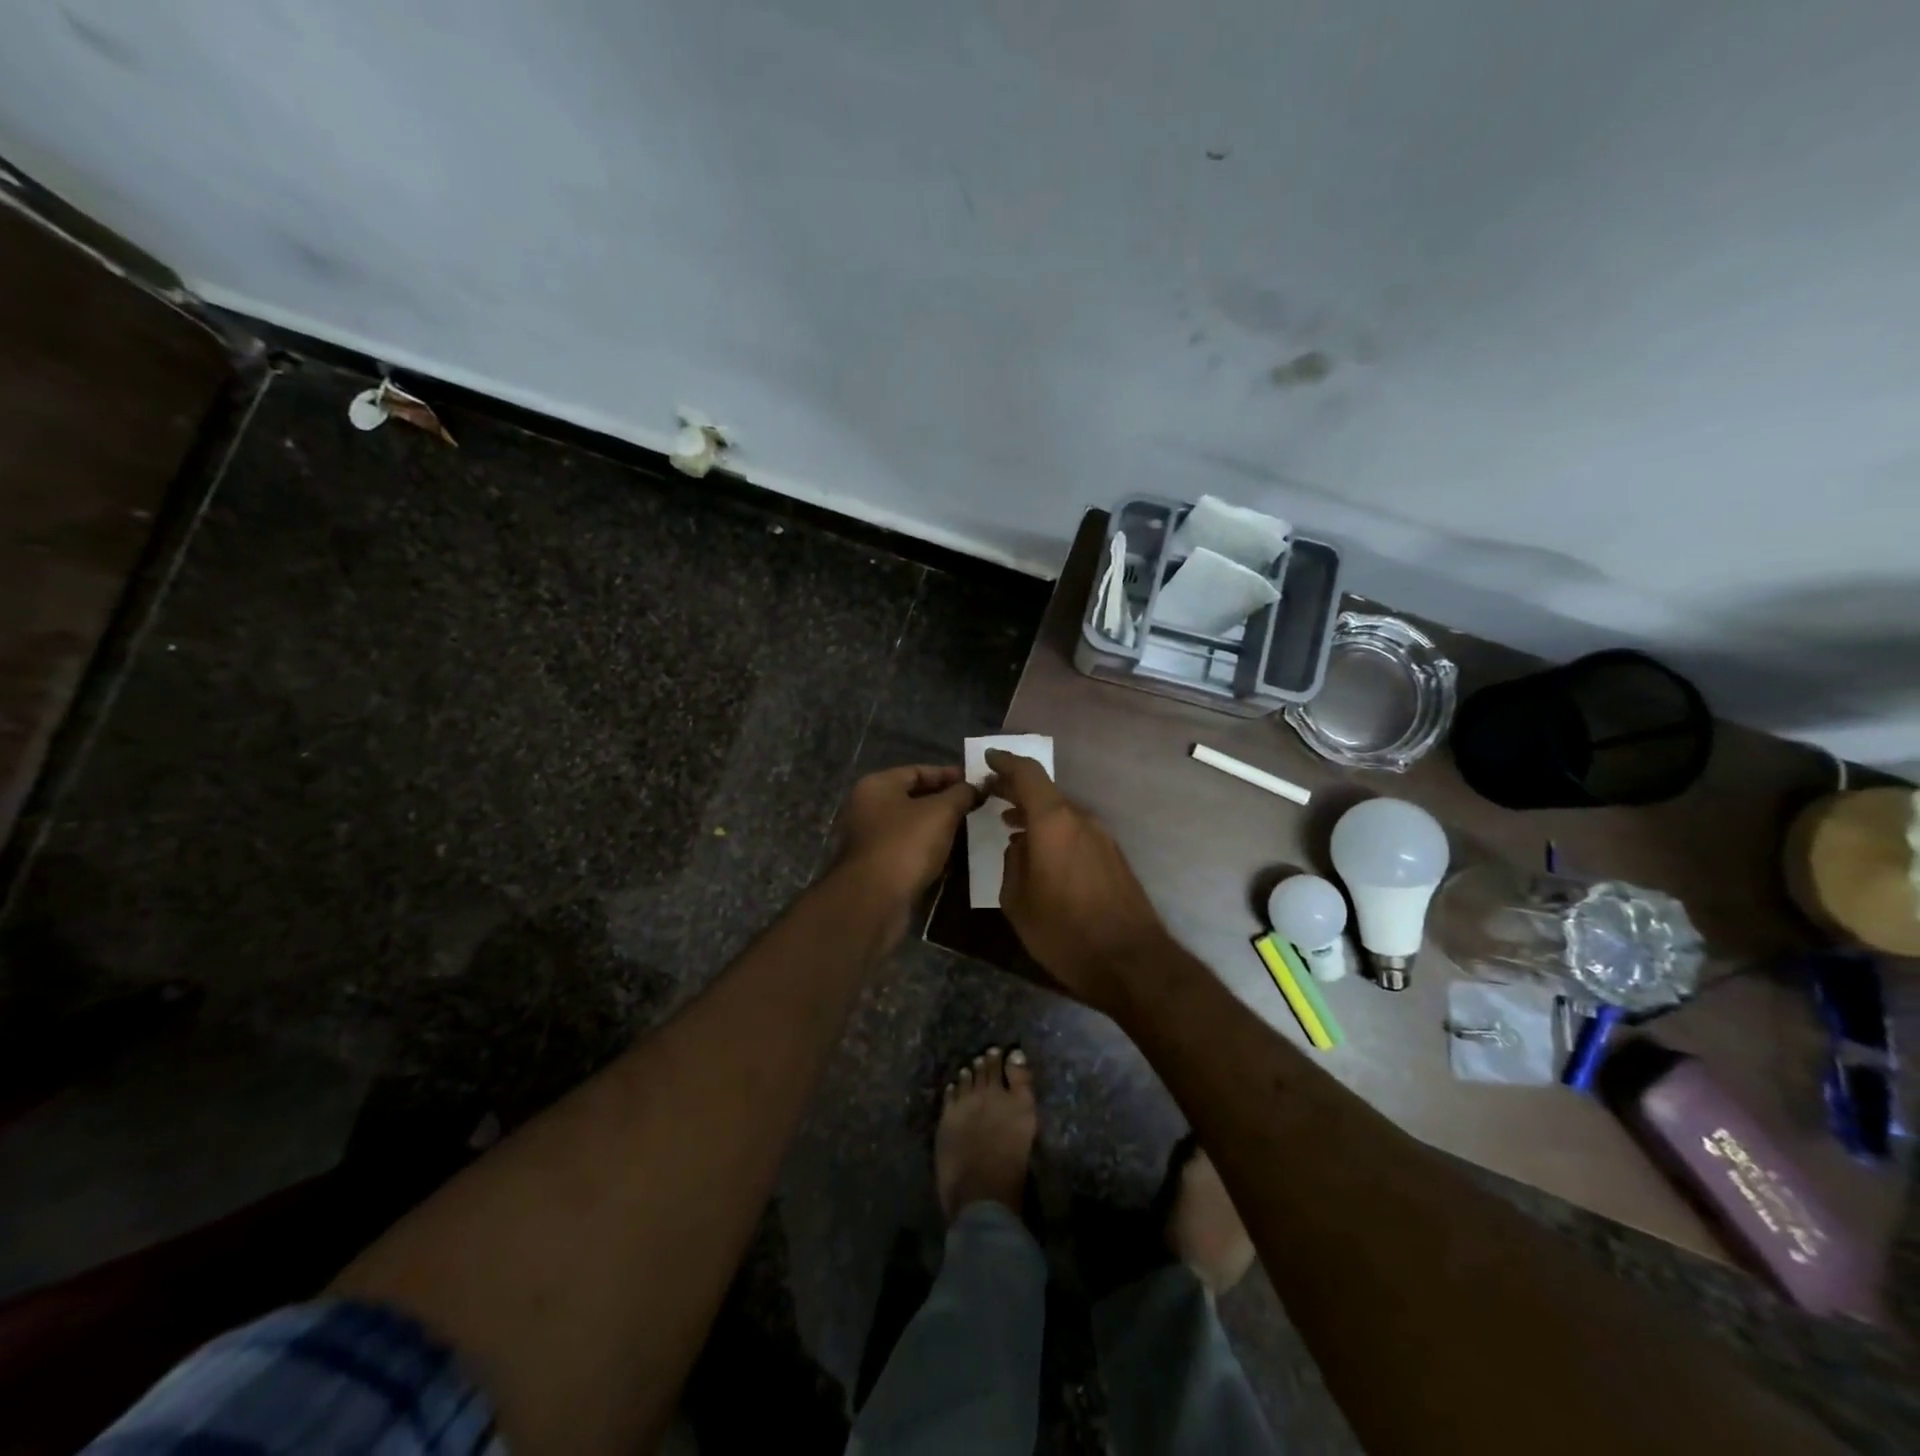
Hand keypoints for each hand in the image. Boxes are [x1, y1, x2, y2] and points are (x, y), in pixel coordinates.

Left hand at [835, 764, 978, 905]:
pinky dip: (929, 849)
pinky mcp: (877, 866)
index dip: (949, 775)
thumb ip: (961, 794)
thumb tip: (978, 785)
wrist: (874, 901)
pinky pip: (908, 850)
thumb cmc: (906, 845)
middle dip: (946, 801)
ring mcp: (870, 839)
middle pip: (914, 798)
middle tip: (978, 806)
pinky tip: (952, 855)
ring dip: (939, 828)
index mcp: (877, 786)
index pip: (918, 771)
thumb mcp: (941, 812)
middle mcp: (868, 808)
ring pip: (912, 826)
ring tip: (971, 829)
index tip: (977, 783)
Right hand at [985, 749, 1171, 1012]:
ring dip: (1035, 812)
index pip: (1028, 774)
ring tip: (1009, 822)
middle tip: (991, 792)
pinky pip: (1076, 831)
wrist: (1132, 962)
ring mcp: (1102, 837)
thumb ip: (1012, 864)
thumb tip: (1019, 847)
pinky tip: (1040, 851)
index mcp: (1054, 822)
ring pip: (1062, 813)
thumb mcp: (1018, 901)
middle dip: (1016, 789)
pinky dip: (1053, 831)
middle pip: (1045, 792)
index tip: (988, 759)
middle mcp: (1081, 820)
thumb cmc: (1065, 931)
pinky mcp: (1113, 857)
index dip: (1006, 762)